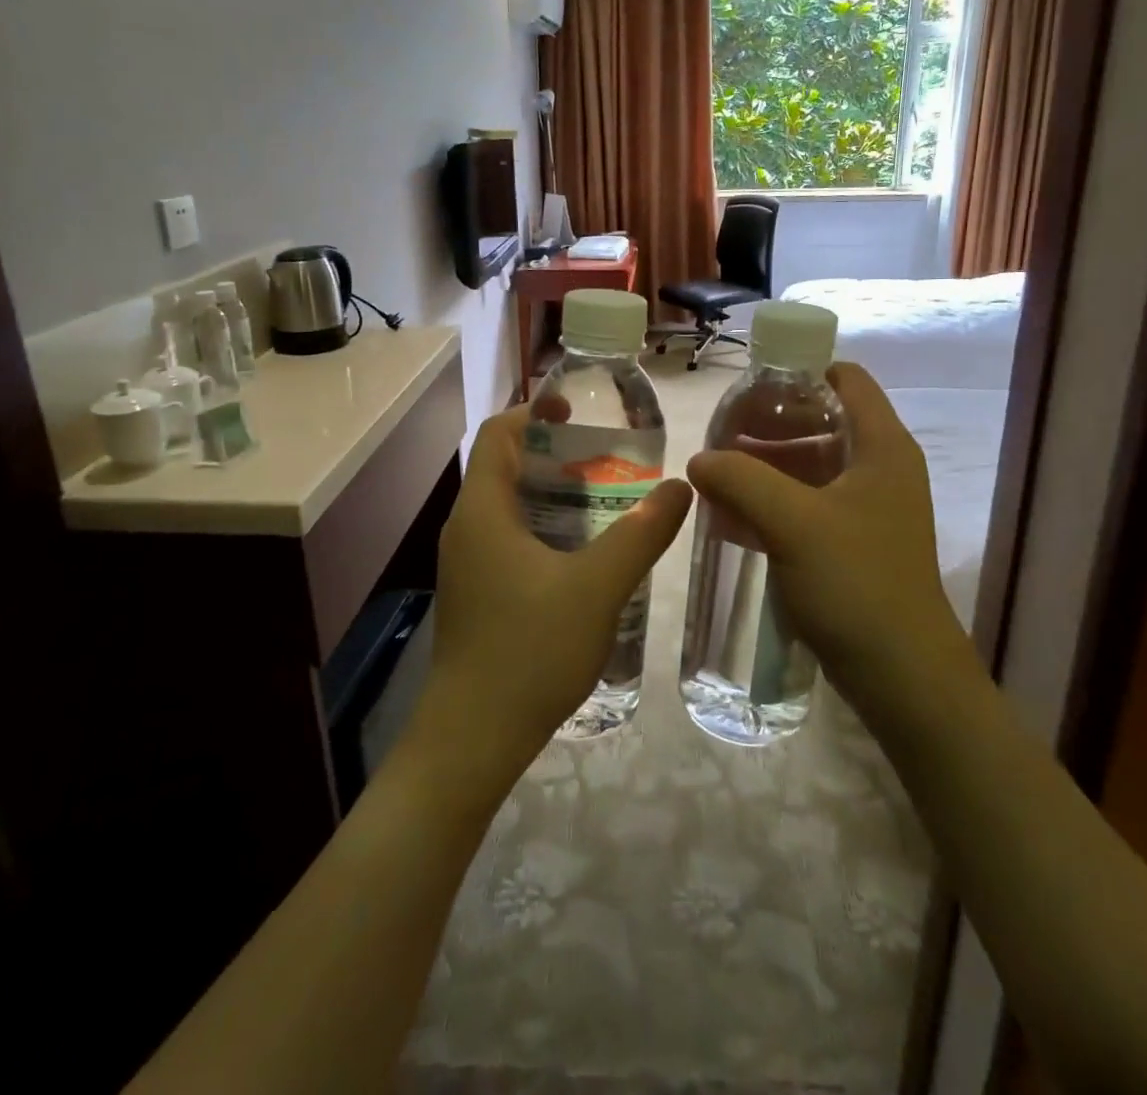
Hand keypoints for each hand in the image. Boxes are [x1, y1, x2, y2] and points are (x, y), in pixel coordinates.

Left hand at [420, 405, 691, 782]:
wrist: (473, 737)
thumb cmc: (530, 649)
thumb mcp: (597, 588)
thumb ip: (641, 535)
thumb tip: (680, 487)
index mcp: (483, 511)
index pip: (497, 434)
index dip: (533, 411)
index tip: (578, 410)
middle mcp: (466, 528)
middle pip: (503, 467)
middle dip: (552, 453)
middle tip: (606, 457)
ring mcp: (467, 564)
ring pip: (507, 507)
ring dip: (550, 493)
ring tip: (604, 499)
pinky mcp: (475, 593)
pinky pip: (507, 539)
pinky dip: (543, 528)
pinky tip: (582, 554)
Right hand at [685, 362, 972, 713]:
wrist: (902, 676)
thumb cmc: (857, 583)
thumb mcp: (793, 522)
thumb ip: (741, 480)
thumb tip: (699, 460)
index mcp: (882, 447)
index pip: (845, 379)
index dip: (798, 373)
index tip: (748, 390)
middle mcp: (880, 468)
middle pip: (822, 421)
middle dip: (769, 424)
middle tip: (720, 436)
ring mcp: (867, 509)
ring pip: (811, 466)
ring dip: (766, 465)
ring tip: (717, 474)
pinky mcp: (853, 544)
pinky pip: (807, 505)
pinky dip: (773, 501)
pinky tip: (732, 516)